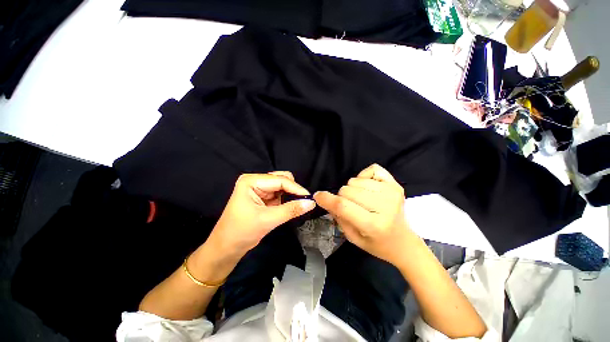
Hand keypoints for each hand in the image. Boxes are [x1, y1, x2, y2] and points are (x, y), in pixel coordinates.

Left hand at [206, 171, 315, 256]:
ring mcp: (259, 188)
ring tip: (297, 205)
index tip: (309, 198)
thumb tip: (311, 203)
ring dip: (290, 195)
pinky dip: (286, 199)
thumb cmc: (242, 232)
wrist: (227, 248)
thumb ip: (291, 209)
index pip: (280, 180)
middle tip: (304, 201)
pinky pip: (279, 193)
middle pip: (281, 179)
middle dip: (293, 190)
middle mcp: (255, 180)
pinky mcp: (262, 196)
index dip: (296, 188)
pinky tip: (290, 206)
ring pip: (282, 186)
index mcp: (251, 181)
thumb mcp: (268, 220)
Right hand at [313, 164, 410, 265]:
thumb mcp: (352, 237)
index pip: (343, 206)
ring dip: (352, 189)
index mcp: (373, 224)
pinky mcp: (396, 184)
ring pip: (356, 180)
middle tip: (349, 206)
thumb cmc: (376, 243)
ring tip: (360, 199)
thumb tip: (325, 198)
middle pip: (347, 190)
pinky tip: (368, 187)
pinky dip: (365, 176)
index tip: (318, 196)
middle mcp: (385, 206)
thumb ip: (338, 217)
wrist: (403, 242)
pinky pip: (372, 169)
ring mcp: (392, 192)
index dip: (327, 199)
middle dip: (342, 197)